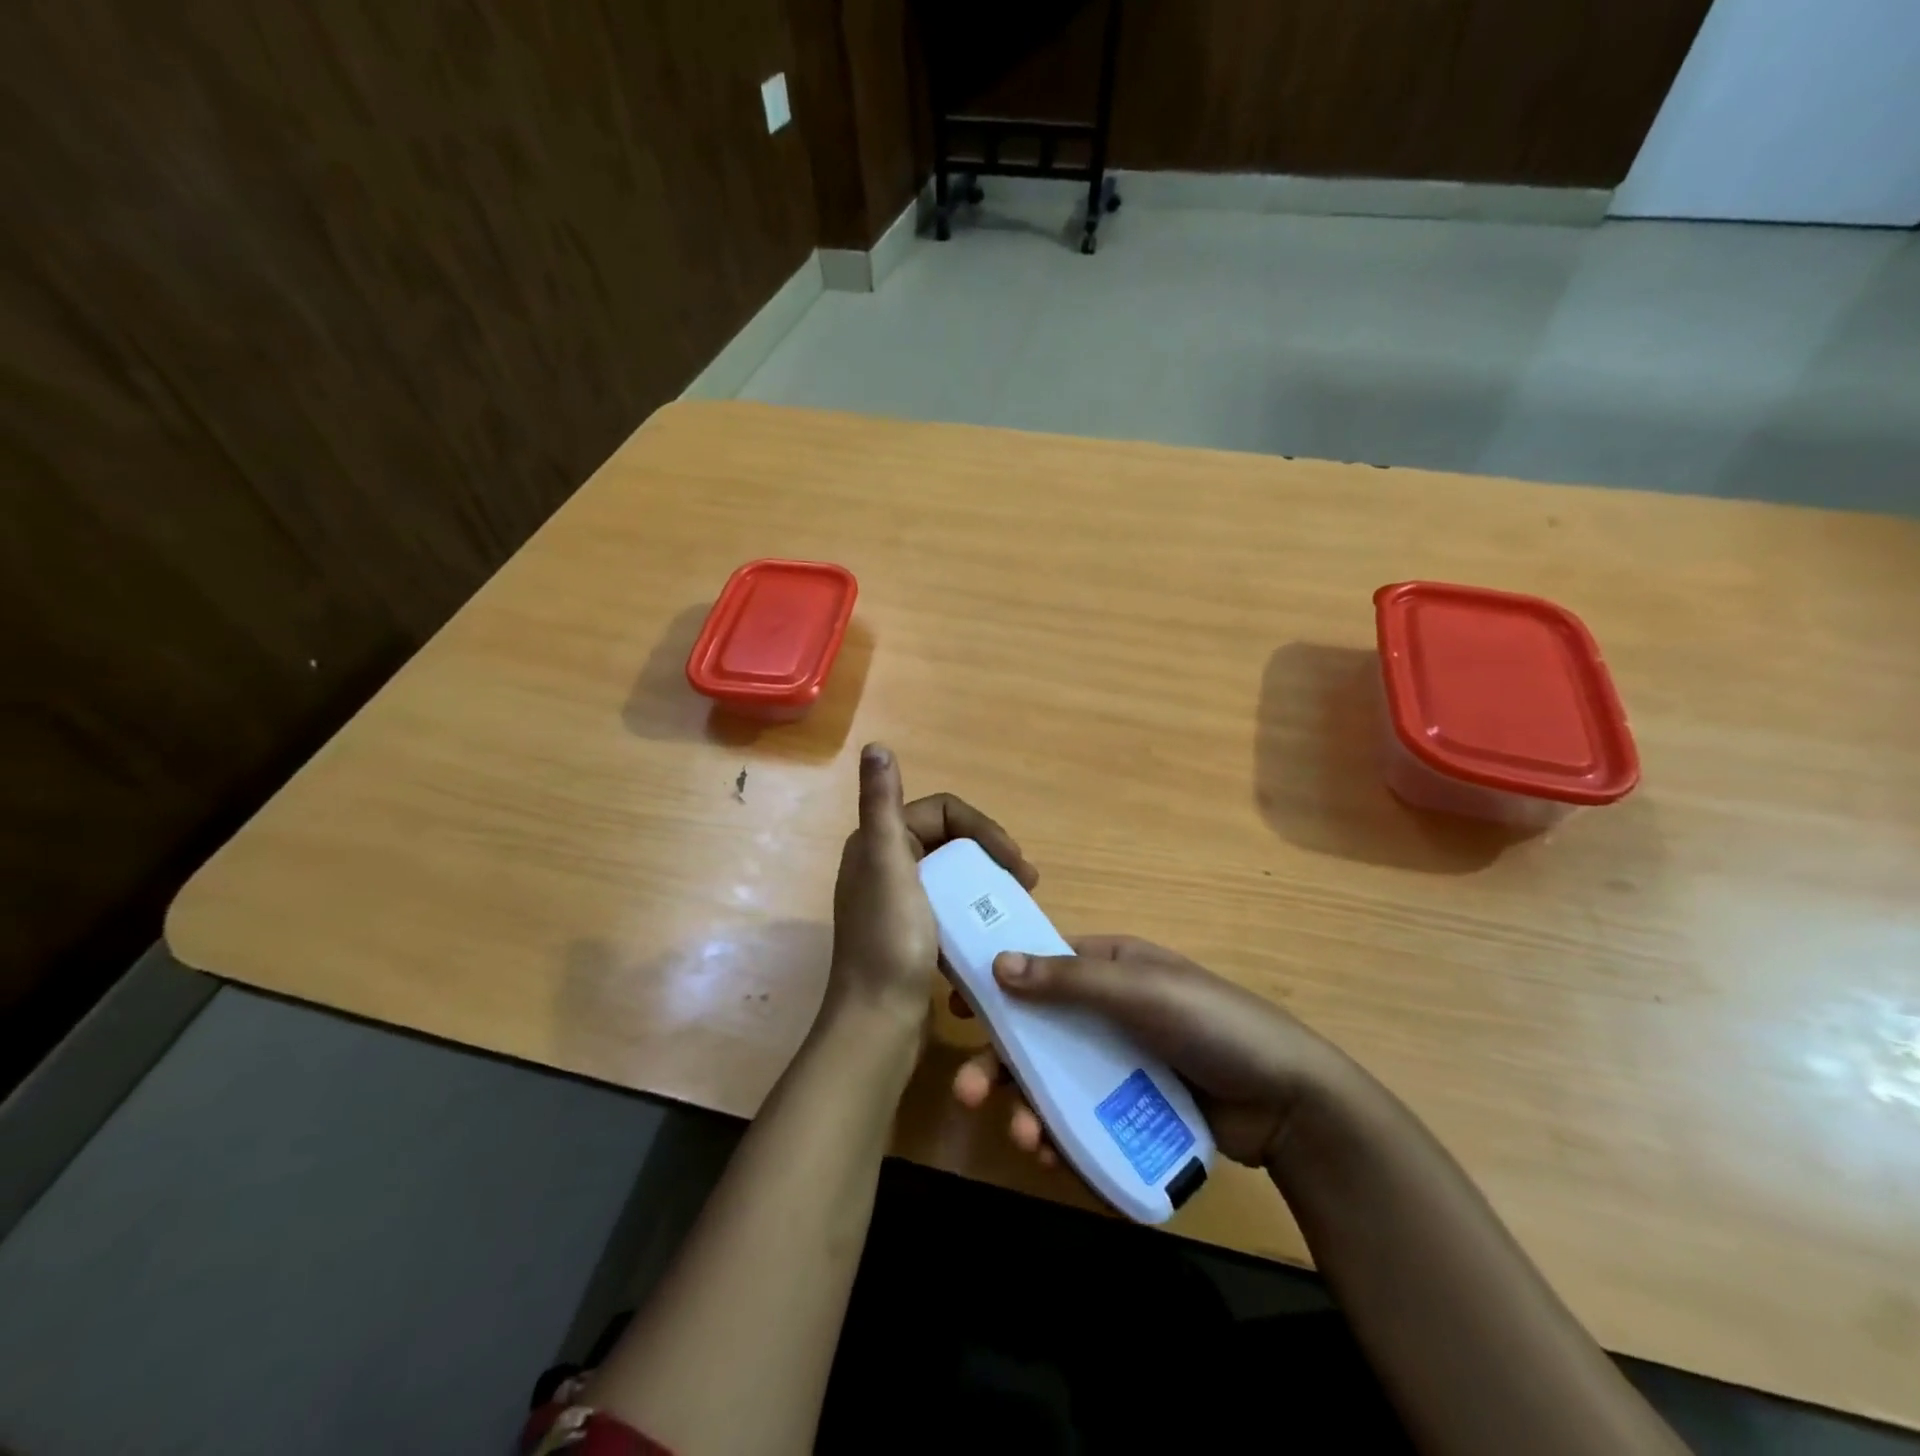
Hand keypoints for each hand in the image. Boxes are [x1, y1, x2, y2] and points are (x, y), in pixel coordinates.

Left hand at [827, 743, 1036, 1031]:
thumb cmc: (890, 942)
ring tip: (1019, 900)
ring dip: (987, 880)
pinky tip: (993, 926)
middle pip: (950, 840)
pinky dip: (974, 907)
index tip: (1015, 861)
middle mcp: (884, 865)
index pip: (942, 812)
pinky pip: (949, 905)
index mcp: (877, 843)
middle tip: (1026, 880)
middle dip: (991, 852)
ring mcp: (898, 902)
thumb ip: (880, 804)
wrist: (878, 1025)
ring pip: (952, 873)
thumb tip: (875, 746)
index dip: (982, 828)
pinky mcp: (912, 933)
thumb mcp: (887, 866)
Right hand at [952, 936, 1343, 1166]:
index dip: (996, 983)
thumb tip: (997, 962)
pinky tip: (1052, 1155)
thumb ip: (1069, 980)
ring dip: (1028, 1107)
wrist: (1289, 1102)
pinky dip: (1062, 1135)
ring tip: (1023, 1140)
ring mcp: (1119, 1062)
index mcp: (1110, 967)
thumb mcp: (1140, 991)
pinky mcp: (1132, 1107)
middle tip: (967, 1094)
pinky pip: (1082, 1117)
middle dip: (1001, 1063)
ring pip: (1055, 1080)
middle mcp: (1108, 1010)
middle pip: (1038, 1032)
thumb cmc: (1212, 1026)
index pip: (1039, 965)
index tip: (955, 1005)